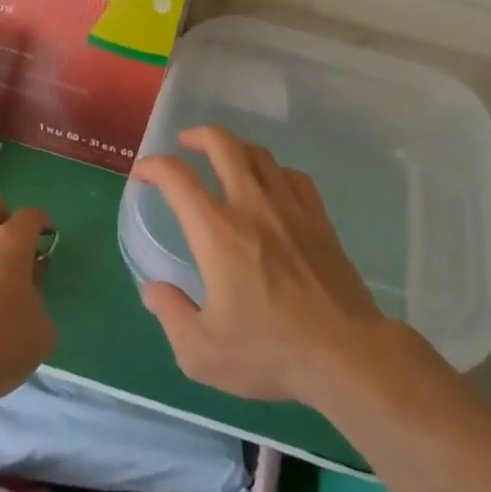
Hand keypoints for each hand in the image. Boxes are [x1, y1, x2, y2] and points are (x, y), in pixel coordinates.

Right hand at [132, 126, 392, 405]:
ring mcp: (291, 210)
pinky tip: (270, 185)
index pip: (178, 178)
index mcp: (217, 233)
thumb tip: (153, 290)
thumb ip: (171, 315)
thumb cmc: (270, 352)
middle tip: (184, 144)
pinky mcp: (320, 222)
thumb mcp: (202, 351)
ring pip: (260, 155)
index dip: (154, 166)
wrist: (347, 356)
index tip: (143, 174)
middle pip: (223, 145)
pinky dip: (274, 171)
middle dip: (197, 136)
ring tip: (224, 159)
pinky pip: (294, 177)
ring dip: (235, 148)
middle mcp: (252, 207)